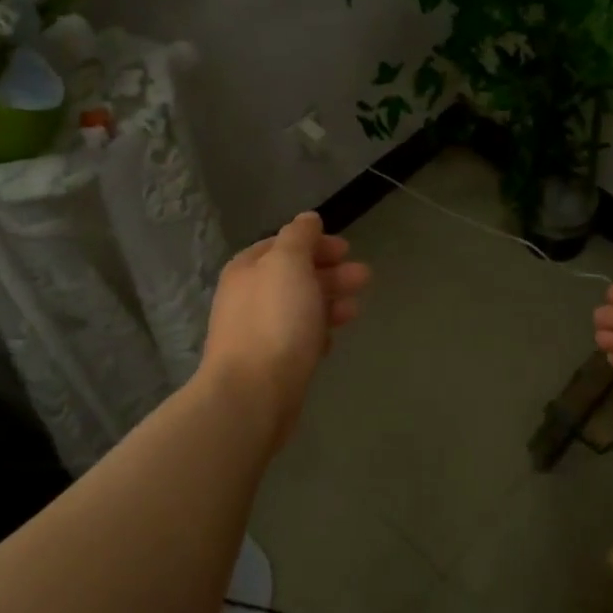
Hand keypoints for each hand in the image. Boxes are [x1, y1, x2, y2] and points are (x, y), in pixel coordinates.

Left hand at [199, 212, 369, 445]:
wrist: (253, 394)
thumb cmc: (274, 321)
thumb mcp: (288, 263)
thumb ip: (299, 237)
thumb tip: (307, 218)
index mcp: (248, 269)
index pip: (283, 245)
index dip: (315, 243)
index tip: (346, 248)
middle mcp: (248, 297)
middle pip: (294, 276)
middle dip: (330, 273)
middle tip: (364, 277)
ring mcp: (258, 332)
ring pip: (300, 308)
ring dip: (329, 302)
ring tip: (355, 309)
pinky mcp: (271, 363)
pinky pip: (298, 339)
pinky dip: (318, 332)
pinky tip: (332, 339)